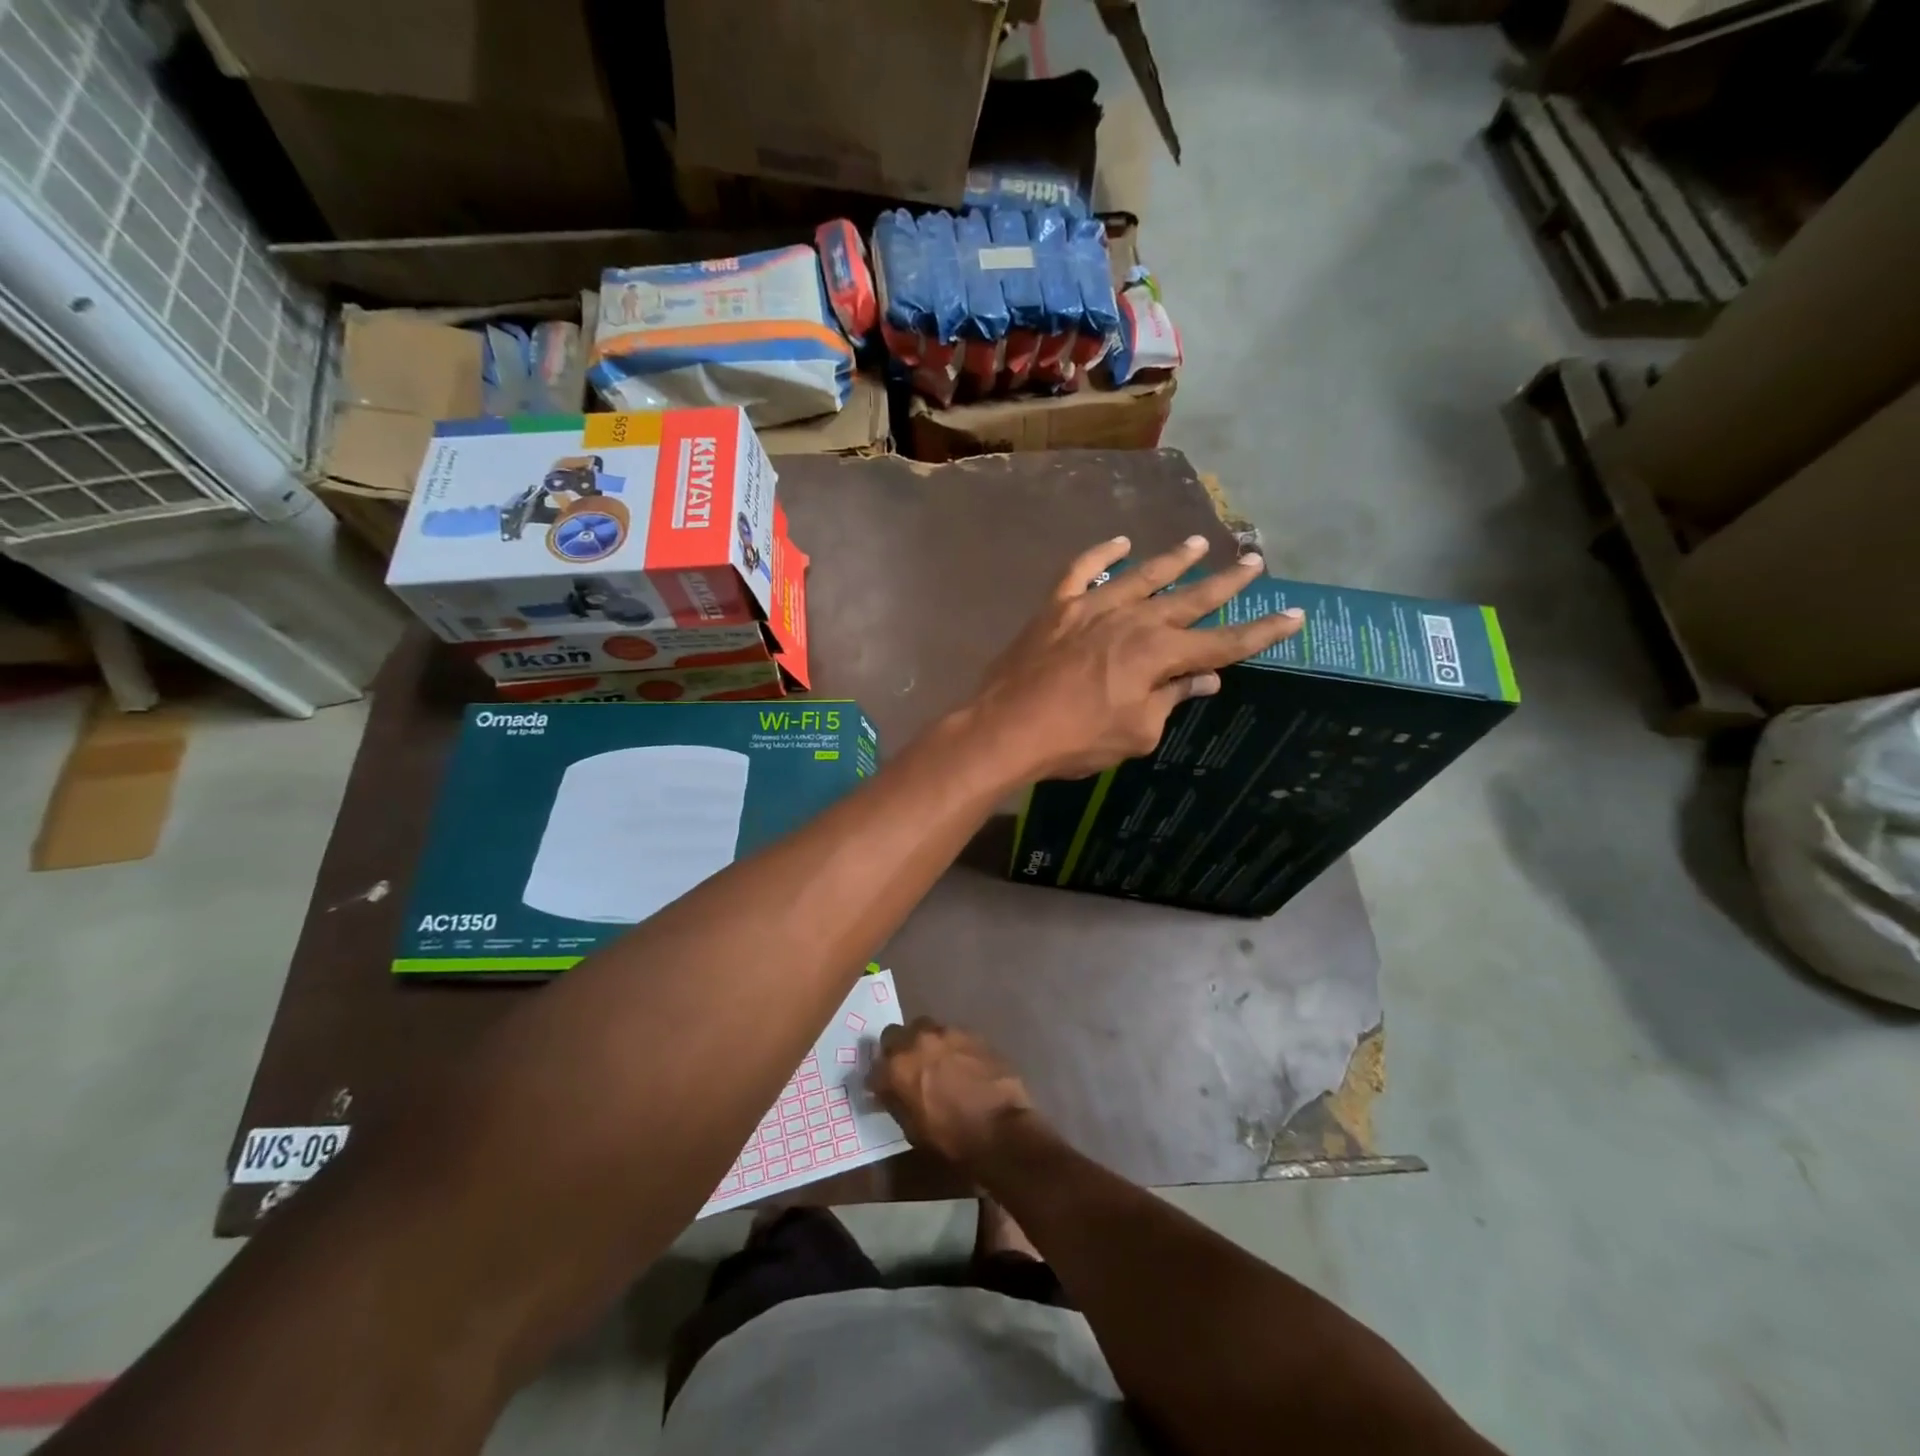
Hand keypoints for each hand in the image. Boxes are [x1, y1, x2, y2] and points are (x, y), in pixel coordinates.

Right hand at [869, 1018, 1035, 1169]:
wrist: (1001, 1128)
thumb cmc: (952, 1138)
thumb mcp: (913, 1129)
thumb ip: (896, 1102)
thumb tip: (888, 1092)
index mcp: (896, 1068)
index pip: (873, 1068)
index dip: (878, 1080)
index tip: (882, 1088)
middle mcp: (917, 1041)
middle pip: (895, 1034)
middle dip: (897, 1049)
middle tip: (907, 1067)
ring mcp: (946, 1032)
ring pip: (925, 1028)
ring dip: (924, 1043)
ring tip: (935, 1062)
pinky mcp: (971, 1032)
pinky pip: (951, 1034)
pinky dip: (950, 1046)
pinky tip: (960, 1063)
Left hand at [966, 535, 1303, 780]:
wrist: (1007, 729)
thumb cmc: (1077, 740)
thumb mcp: (1137, 732)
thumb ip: (1172, 699)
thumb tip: (1204, 679)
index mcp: (1159, 654)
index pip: (1222, 642)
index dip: (1259, 632)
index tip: (1293, 615)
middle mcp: (1133, 620)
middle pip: (1189, 599)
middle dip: (1225, 583)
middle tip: (1254, 561)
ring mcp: (1092, 608)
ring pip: (1142, 576)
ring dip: (1173, 560)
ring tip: (1200, 543)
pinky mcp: (1057, 607)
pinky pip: (1081, 570)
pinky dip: (1101, 554)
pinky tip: (1120, 542)